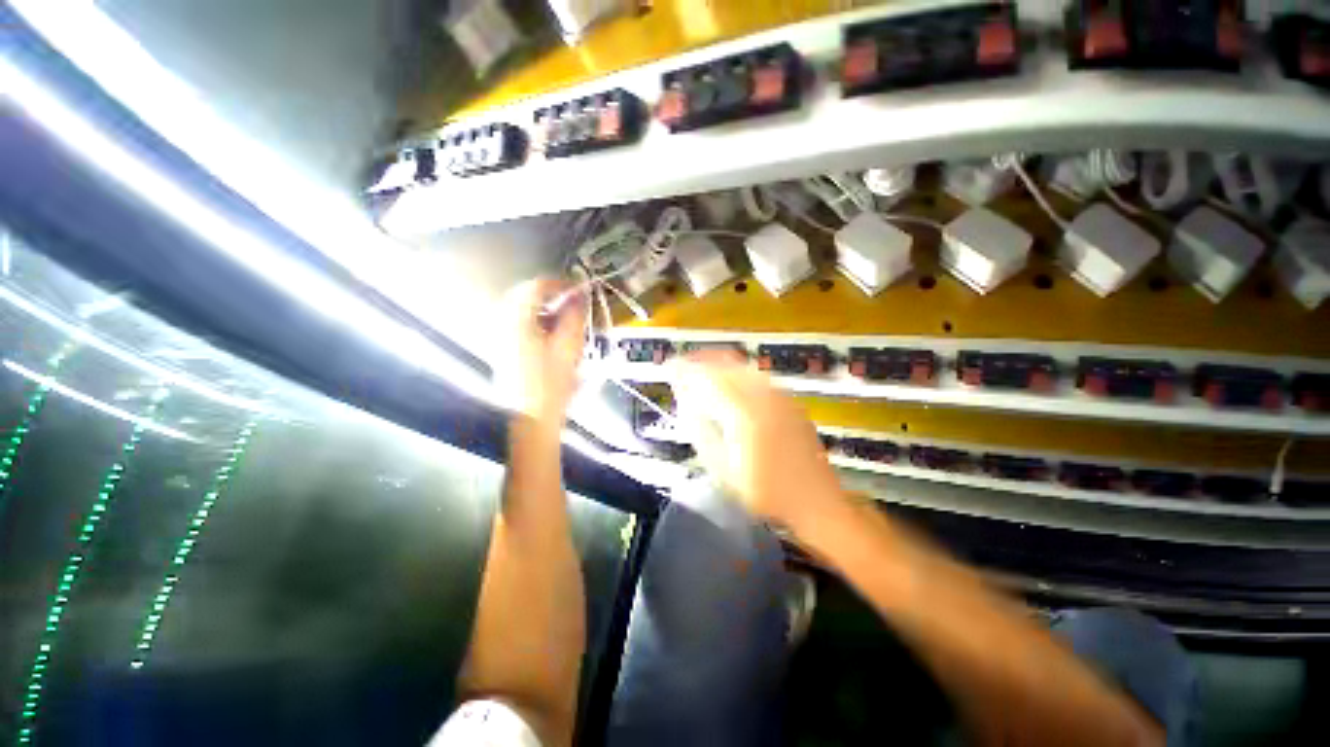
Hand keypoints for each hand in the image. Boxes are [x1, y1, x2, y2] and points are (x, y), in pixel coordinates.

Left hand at [495, 279, 585, 425]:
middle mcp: (502, 324)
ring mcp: (500, 337)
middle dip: (550, 295)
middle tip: (573, 302)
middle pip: (524, 296)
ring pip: (521, 310)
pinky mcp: (504, 350)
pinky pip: (519, 325)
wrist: (530, 419)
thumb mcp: (568, 347)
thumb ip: (574, 316)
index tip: (579, 288)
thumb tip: (579, 296)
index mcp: (516, 320)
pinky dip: (537, 322)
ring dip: (544, 308)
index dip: (560, 283)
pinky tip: (552, 335)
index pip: (535, 286)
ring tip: (566, 319)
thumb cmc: (550, 384)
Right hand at [672, 352, 844, 532]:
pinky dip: (736, 371)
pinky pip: (757, 375)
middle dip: (700, 361)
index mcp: (744, 413)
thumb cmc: (765, 492)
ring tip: (699, 370)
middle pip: (726, 366)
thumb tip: (685, 404)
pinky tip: (728, 381)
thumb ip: (701, 431)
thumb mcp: (723, 469)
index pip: (708, 379)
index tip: (669, 367)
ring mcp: (780, 396)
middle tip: (681, 367)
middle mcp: (764, 396)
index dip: (686, 370)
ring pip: (742, 366)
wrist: (815, 501)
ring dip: (718, 364)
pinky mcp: (789, 401)